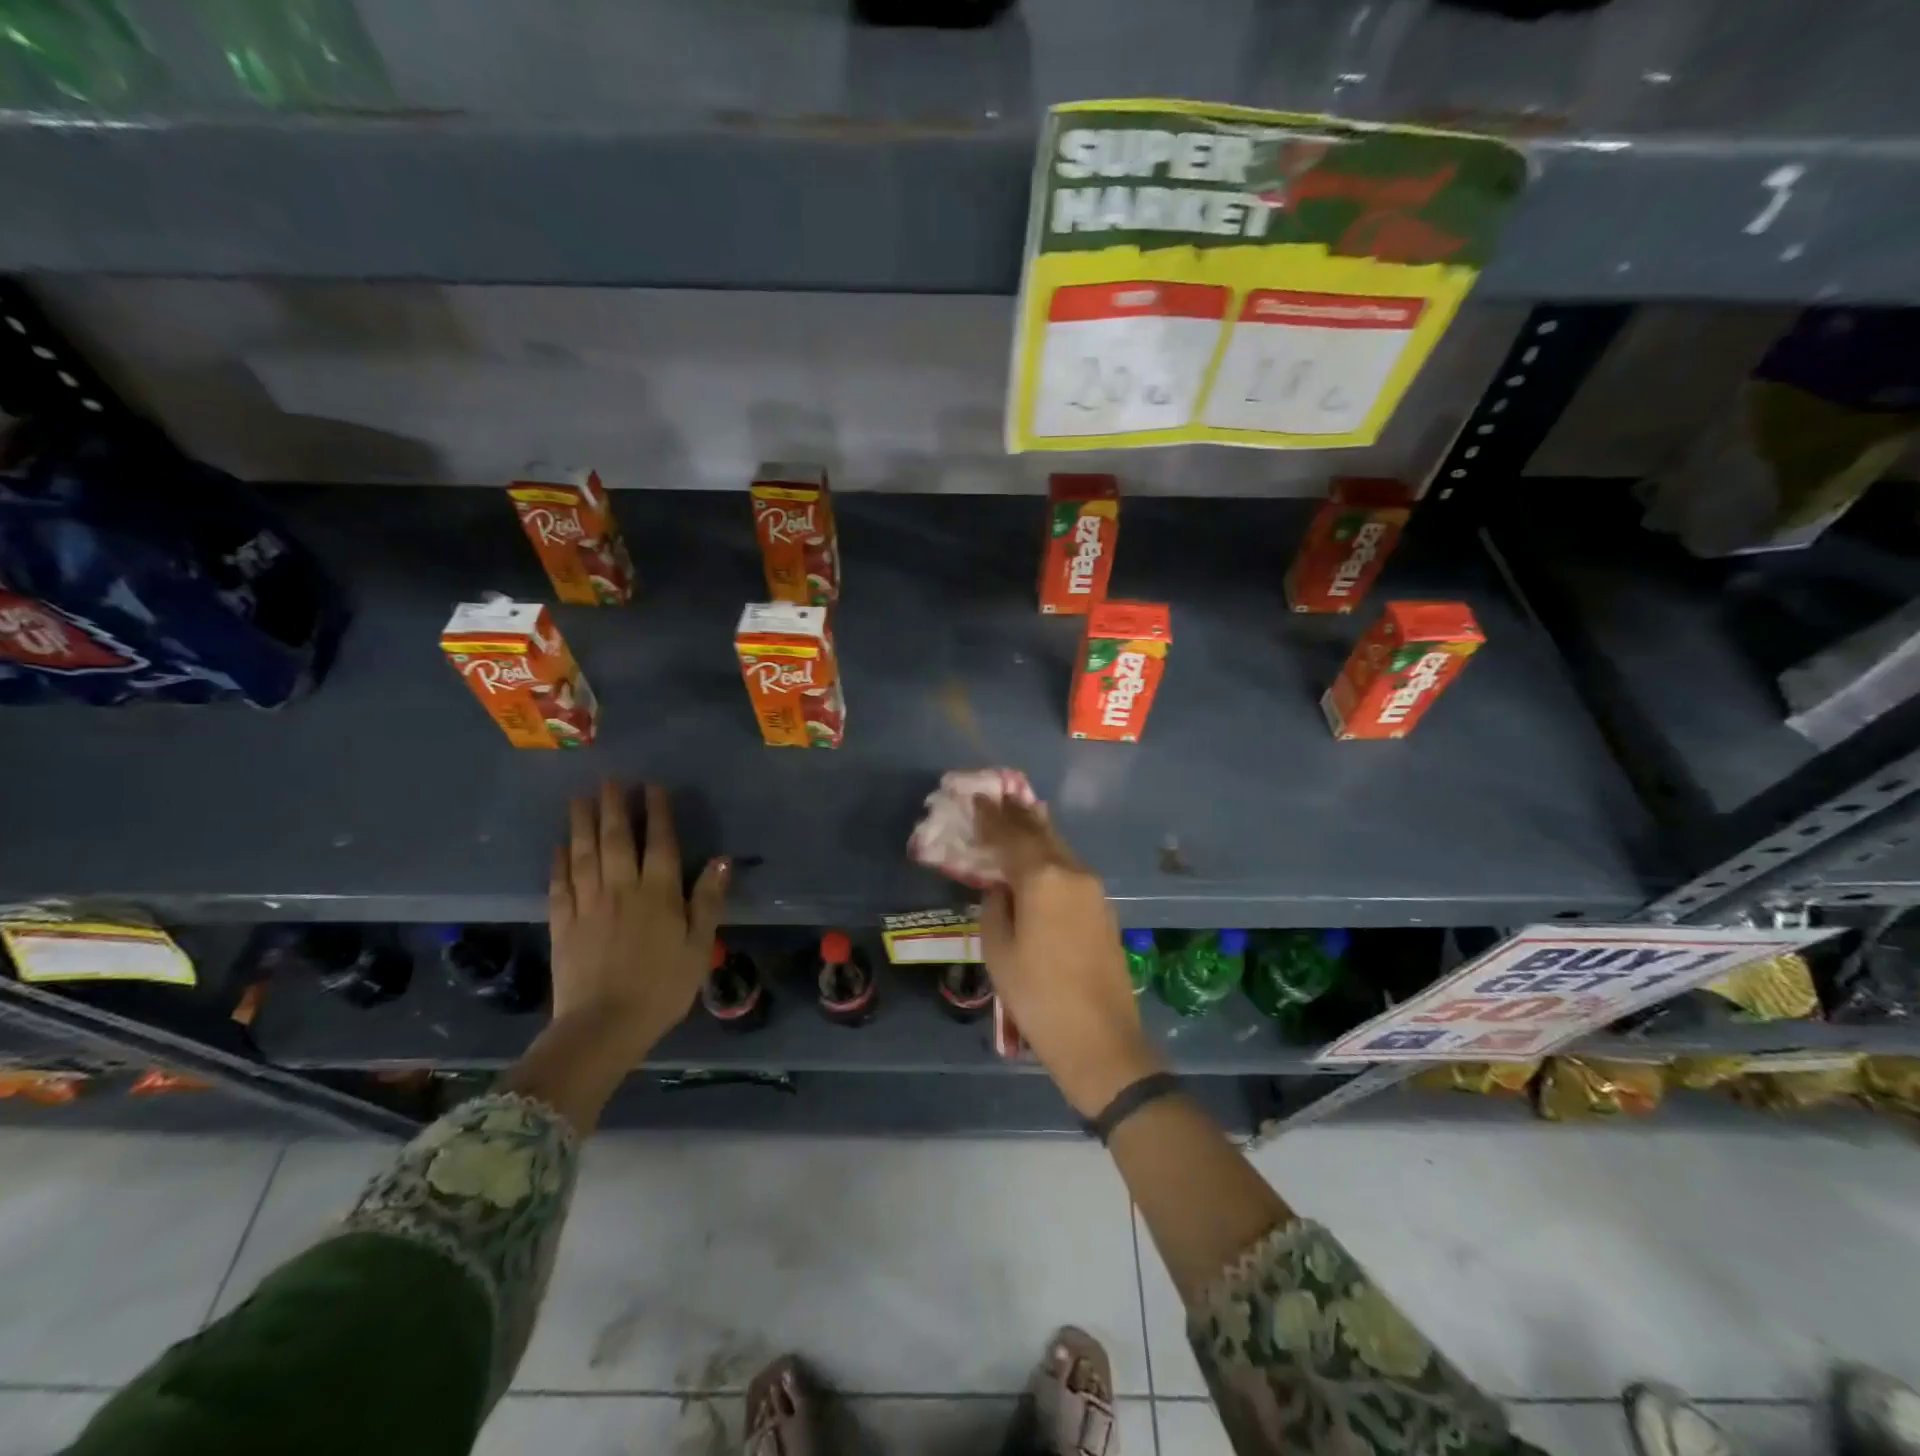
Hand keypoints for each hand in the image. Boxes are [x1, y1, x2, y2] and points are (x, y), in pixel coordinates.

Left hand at [548, 780, 729, 1061]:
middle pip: (616, 839)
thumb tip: (722, 860)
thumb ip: (708, 900)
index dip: (657, 812)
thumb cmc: (662, 987)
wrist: (604, 1026)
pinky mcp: (562, 923)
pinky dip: (559, 861)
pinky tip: (559, 845)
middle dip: (614, 806)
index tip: (652, 786)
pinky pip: (559, 884)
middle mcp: (621, 889)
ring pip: (584, 854)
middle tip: (610, 779)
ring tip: (580, 797)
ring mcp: (588, 904)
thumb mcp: (699, 946)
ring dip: (582, 823)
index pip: (659, 843)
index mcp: (658, 894)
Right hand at [974, 796, 1162, 1116]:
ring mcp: (1094, 890)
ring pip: (1060, 849)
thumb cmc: (1038, 996)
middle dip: (1018, 814)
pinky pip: (1071, 869)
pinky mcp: (1103, 909)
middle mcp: (1073, 873)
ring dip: (1037, 832)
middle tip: (998, 796)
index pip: (1012, 836)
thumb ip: (995, 907)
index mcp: (1043, 878)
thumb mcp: (999, 951)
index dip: (992, 817)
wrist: (1101, 1040)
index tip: (978, 798)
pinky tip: (1041, 857)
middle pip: (1042, 833)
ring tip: (1018, 816)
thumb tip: (1001, 889)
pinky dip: (1051, 856)